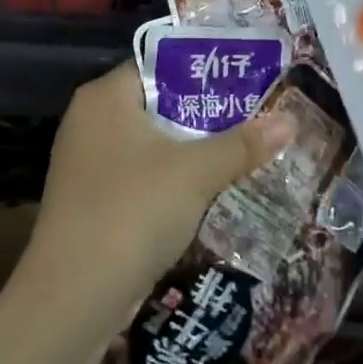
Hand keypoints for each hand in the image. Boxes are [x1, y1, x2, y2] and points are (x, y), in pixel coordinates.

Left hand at [21, 62, 295, 317]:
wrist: (72, 300)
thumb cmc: (132, 212)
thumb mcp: (196, 172)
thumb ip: (243, 143)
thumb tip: (290, 121)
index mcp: (105, 97)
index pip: (160, 63)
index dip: (205, 68)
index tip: (248, 75)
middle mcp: (91, 121)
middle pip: (160, 103)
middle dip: (209, 111)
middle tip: (258, 110)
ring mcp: (89, 164)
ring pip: (154, 142)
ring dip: (195, 147)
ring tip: (246, 144)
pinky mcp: (94, 201)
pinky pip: (144, 174)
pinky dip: (175, 177)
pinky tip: (212, 187)